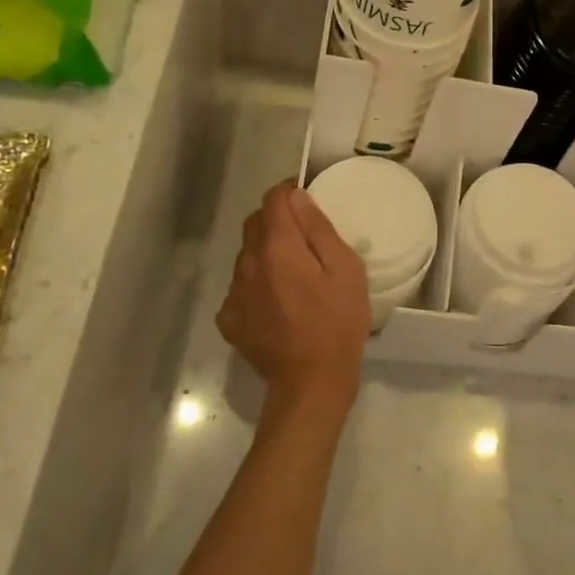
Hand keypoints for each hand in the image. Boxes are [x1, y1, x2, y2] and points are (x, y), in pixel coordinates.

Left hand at [216, 181, 369, 419]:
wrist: (311, 382)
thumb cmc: (338, 322)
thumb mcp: (345, 269)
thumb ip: (318, 229)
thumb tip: (297, 198)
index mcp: (278, 247)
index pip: (273, 199)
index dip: (289, 191)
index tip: (306, 198)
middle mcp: (248, 263)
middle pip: (255, 224)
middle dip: (276, 220)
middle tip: (304, 237)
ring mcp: (234, 293)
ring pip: (246, 255)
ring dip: (265, 252)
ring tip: (293, 273)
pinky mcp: (229, 319)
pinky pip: (240, 287)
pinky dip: (256, 284)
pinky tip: (276, 302)